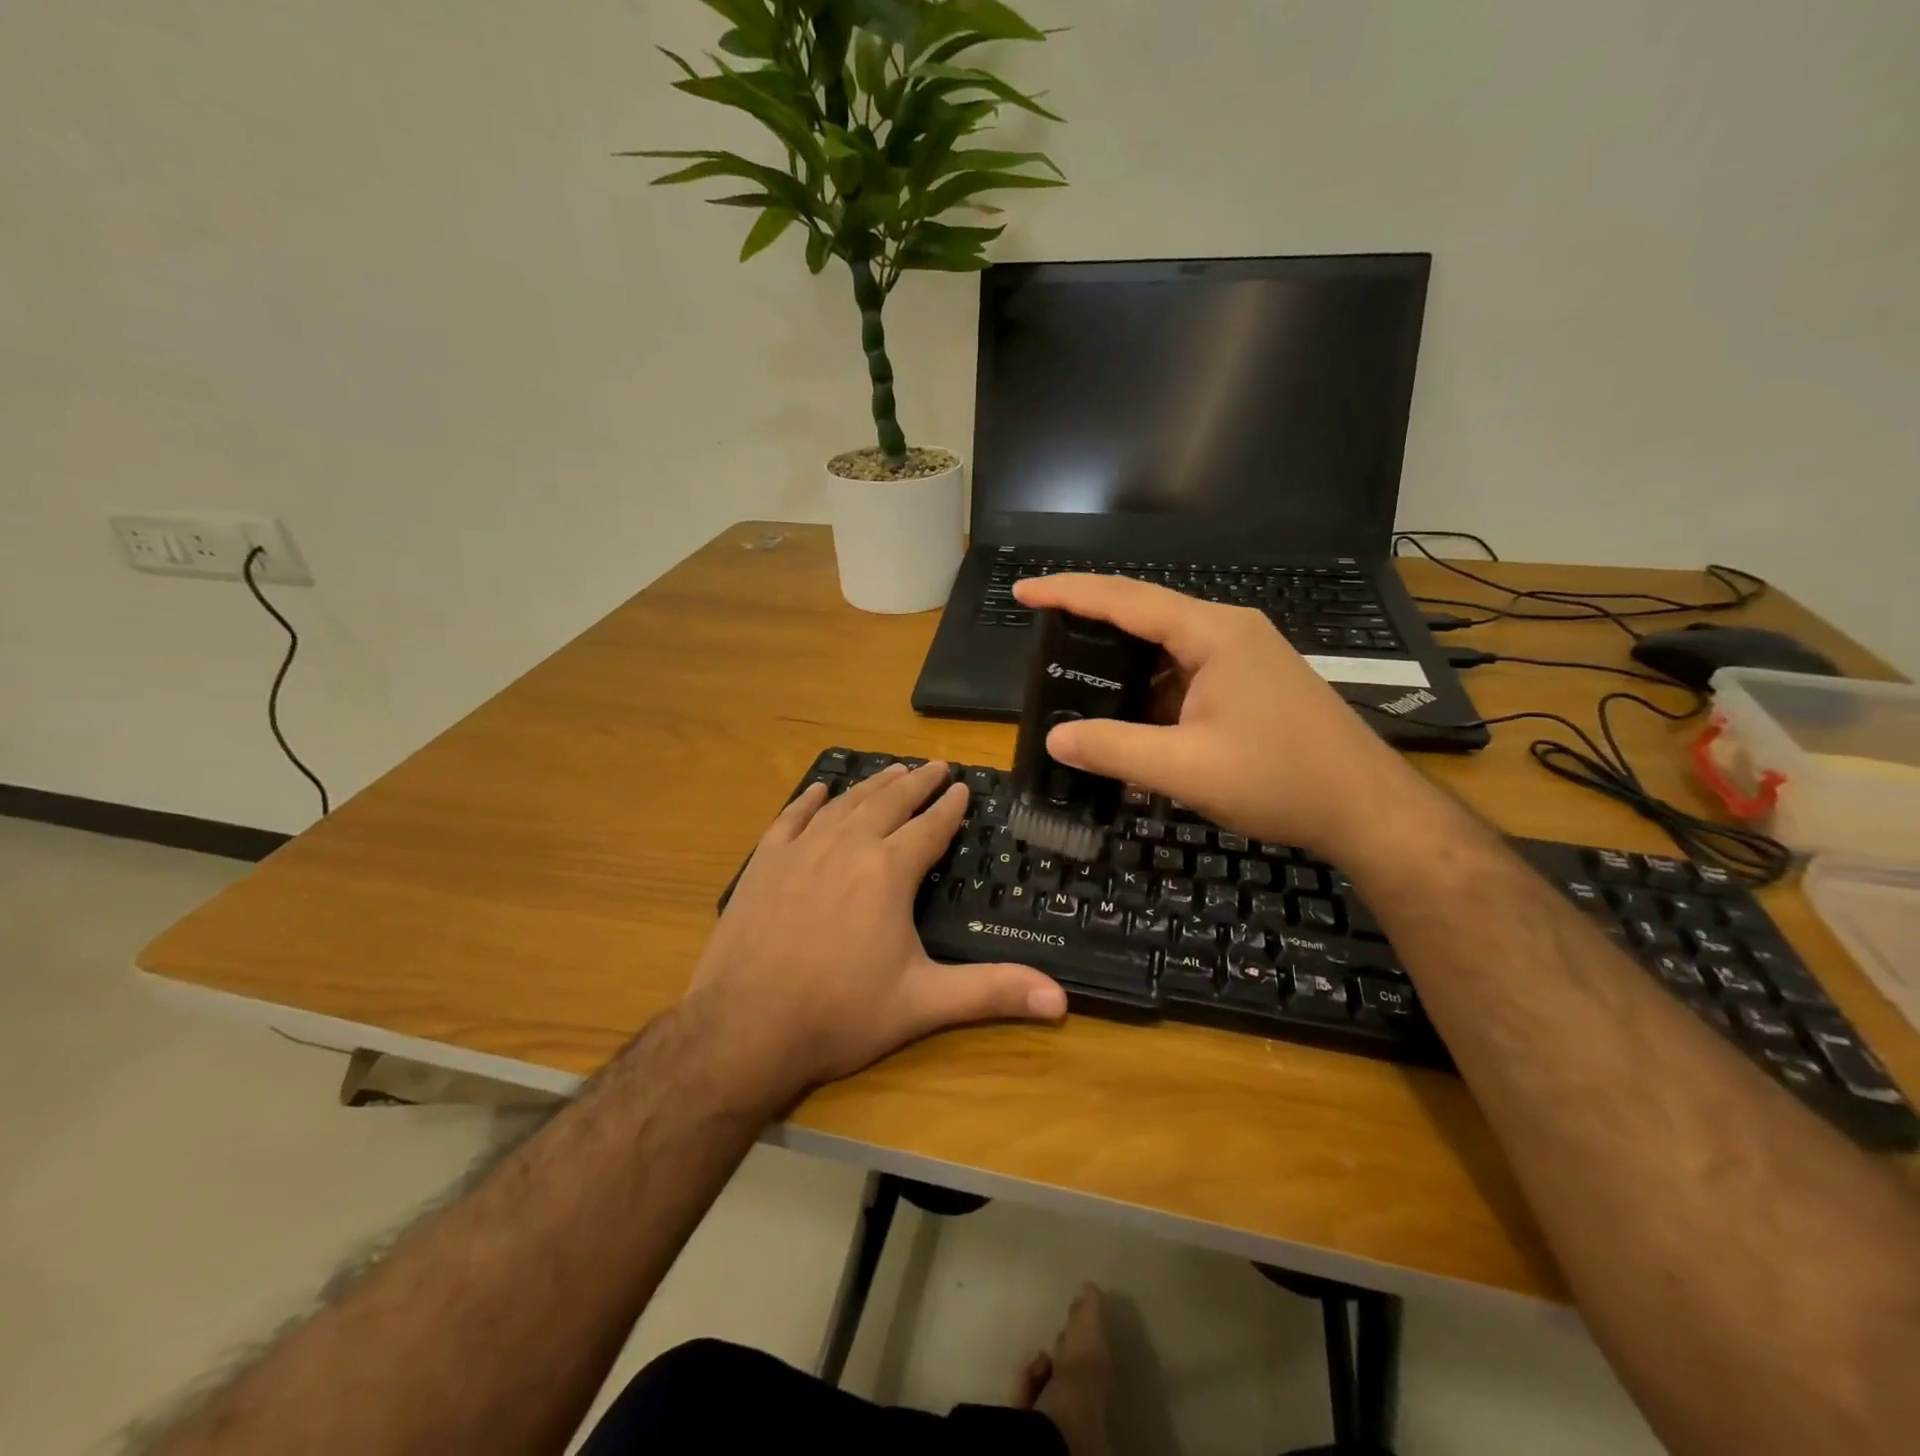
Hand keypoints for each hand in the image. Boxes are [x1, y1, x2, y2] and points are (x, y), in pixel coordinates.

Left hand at [682, 761, 1067, 1107]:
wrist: (743, 1029)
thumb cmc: (840, 1014)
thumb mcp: (923, 1003)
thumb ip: (991, 992)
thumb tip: (1062, 998)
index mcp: (888, 871)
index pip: (929, 827)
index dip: (949, 806)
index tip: (961, 786)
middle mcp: (847, 846)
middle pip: (888, 802)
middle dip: (916, 782)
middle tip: (935, 765)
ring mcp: (801, 851)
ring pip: (845, 804)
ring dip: (872, 784)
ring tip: (892, 770)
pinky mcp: (764, 863)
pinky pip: (791, 818)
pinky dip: (809, 800)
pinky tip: (820, 789)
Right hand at [1013, 574, 1426, 860]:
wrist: (1366, 809)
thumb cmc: (1281, 780)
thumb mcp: (1186, 768)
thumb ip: (1114, 749)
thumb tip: (1055, 738)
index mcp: (1213, 633)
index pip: (1126, 599)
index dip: (1069, 592)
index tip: (1024, 592)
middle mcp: (1229, 631)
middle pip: (1145, 614)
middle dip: (1091, 622)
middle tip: (1042, 637)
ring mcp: (1244, 656)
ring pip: (1166, 647)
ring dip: (1123, 662)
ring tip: (1074, 678)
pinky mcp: (1251, 682)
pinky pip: (1186, 672)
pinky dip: (1151, 688)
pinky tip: (1128, 714)